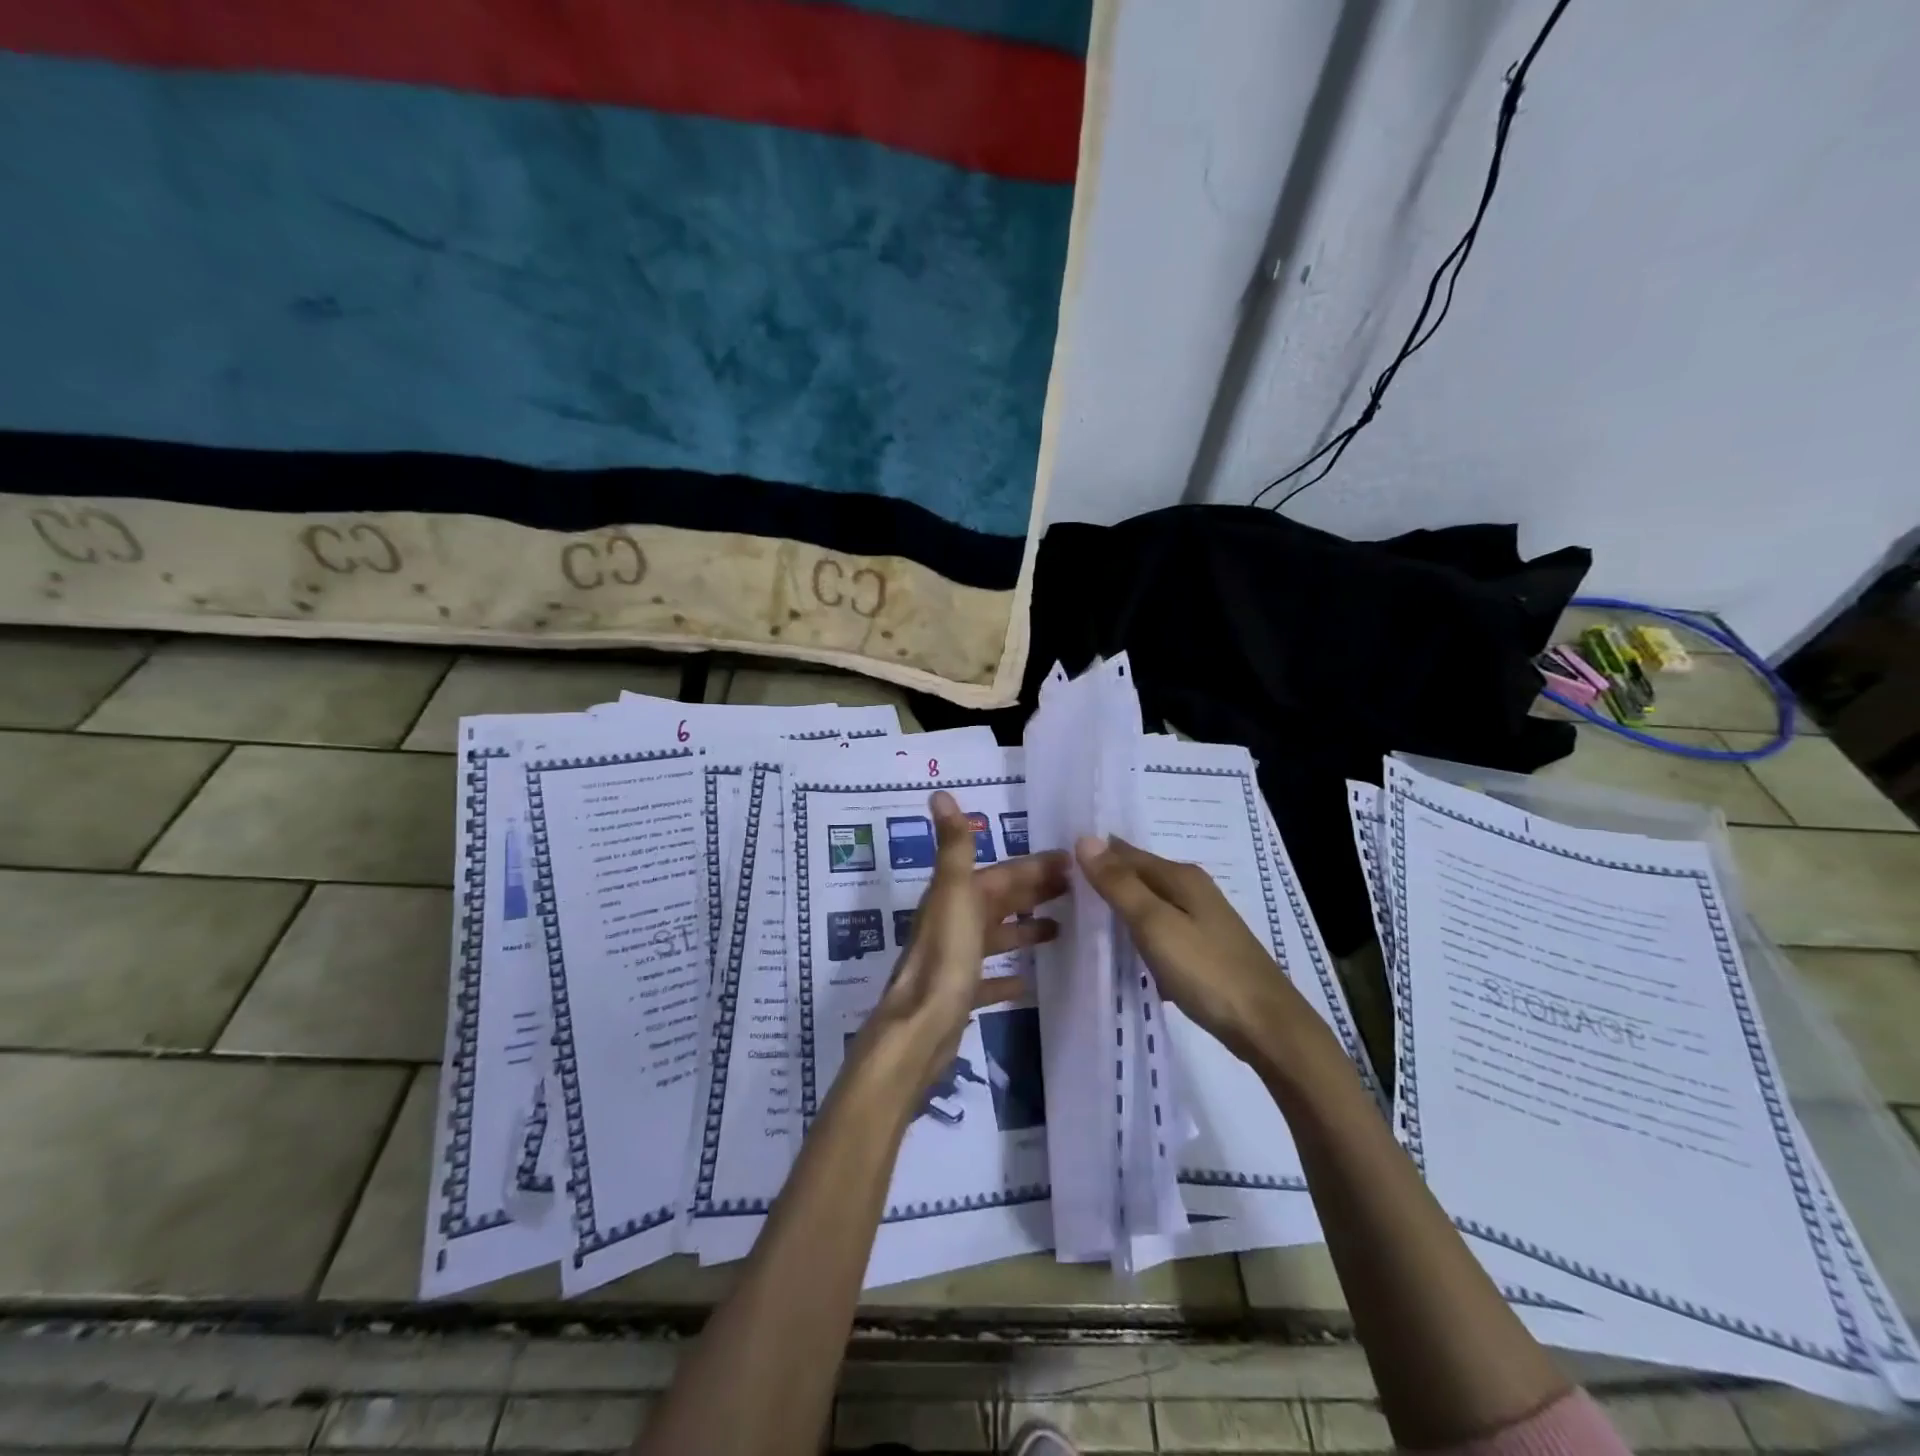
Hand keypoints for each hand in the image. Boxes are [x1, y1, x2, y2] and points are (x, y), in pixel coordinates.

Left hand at [857, 791, 1067, 1094]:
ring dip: (1024, 929)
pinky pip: (988, 980)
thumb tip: (939, 793)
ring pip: (995, 937)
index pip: (1001, 873)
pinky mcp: (959, 994)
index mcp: (955, 897)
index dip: (1033, 866)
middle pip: (999, 901)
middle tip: (1076, 891)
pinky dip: (1006, 978)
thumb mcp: (954, 893)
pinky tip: (1028, 983)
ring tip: (1061, 929)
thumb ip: (954, 845)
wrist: (920, 1027)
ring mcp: (955, 960)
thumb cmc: (944, 956)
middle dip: (1034, 892)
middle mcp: (952, 923)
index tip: (1071, 862)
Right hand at [1075, 836, 1300, 1063]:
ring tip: (1083, 920)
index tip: (1056, 866)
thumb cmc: (1207, 971)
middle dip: (1106, 880)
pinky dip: (1139, 934)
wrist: (1268, 1027)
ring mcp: (1202, 921)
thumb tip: (1084, 839)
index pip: (1125, 853)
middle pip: (1139, 876)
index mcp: (1181, 877)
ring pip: (1150, 904)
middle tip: (1062, 892)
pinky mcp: (1205, 949)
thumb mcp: (1155, 925)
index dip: (1094, 857)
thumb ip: (1119, 884)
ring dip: (1121, 909)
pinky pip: (1161, 929)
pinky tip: (1124, 952)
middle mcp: (1193, 890)